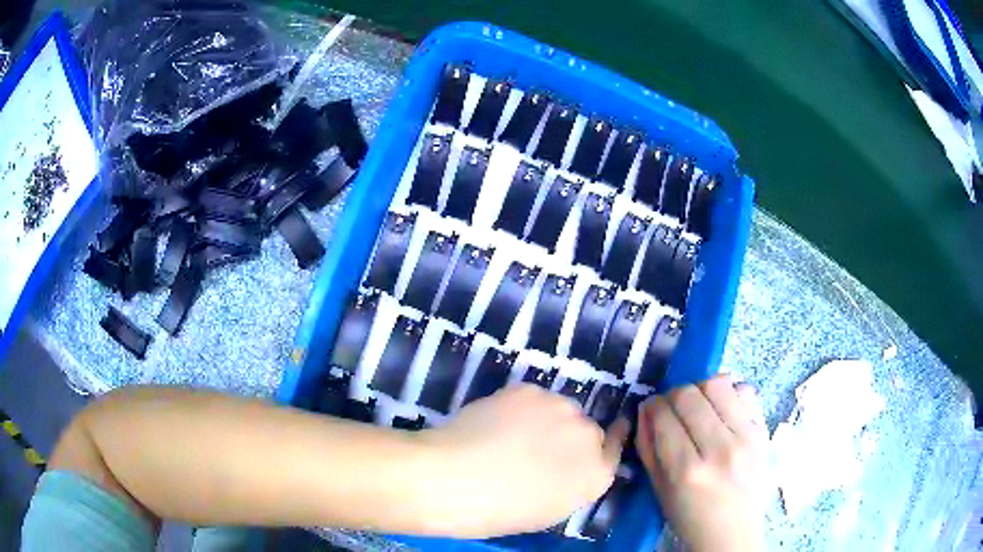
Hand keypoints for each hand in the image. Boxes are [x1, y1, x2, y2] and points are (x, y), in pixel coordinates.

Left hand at [416, 384, 628, 537]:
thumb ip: (570, 484)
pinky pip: (532, 398)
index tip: (604, 435)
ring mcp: (560, 408)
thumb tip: (563, 467)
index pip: (613, 450)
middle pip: (585, 428)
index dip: (607, 442)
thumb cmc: (501, 511)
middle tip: (536, 448)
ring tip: (510, 435)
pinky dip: (519, 408)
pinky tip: (495, 423)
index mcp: (595, 475)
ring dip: (544, 419)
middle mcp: (587, 436)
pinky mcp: (530, 390)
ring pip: (558, 409)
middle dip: (567, 436)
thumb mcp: (547, 510)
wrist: (458, 480)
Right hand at [637, 375, 769, 551]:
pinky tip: (724, 410)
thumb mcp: (659, 490)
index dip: (653, 406)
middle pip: (689, 395)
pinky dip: (731, 393)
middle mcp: (718, 450)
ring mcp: (745, 438)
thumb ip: (648, 448)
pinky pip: (746, 392)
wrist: (734, 531)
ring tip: (700, 405)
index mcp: (687, 472)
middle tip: (674, 407)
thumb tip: (645, 409)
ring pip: (718, 384)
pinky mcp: (763, 431)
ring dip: (701, 388)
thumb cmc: (690, 517)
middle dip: (673, 395)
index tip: (652, 409)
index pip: (664, 417)